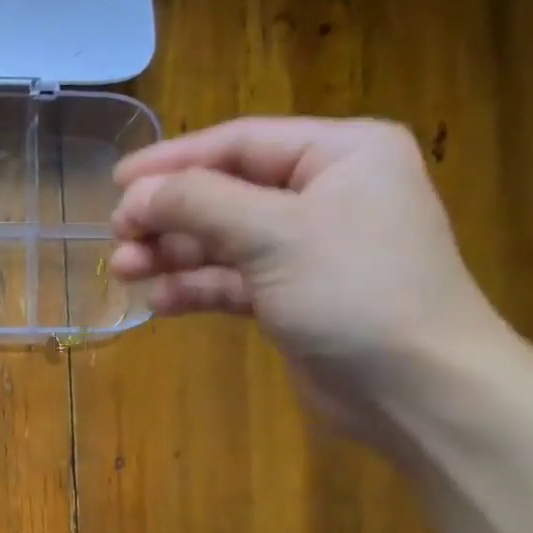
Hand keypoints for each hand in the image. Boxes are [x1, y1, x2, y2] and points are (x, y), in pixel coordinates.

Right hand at [110, 117, 511, 435]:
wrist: (415, 389)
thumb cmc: (356, 291)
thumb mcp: (274, 234)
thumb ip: (199, 204)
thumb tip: (134, 192)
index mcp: (339, 154)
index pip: (240, 143)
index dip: (173, 160)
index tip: (116, 182)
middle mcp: (324, 193)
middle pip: (225, 192)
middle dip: (169, 215)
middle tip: (117, 236)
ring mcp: (307, 249)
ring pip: (222, 240)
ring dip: (173, 253)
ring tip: (124, 270)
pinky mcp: (292, 297)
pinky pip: (232, 281)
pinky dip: (195, 288)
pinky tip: (159, 302)